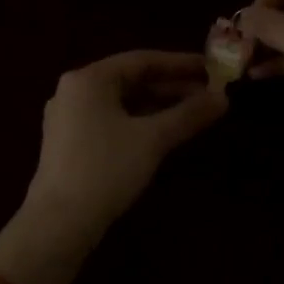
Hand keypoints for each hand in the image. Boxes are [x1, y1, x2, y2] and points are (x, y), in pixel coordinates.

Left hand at [23, 50, 227, 236]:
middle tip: (209, 94)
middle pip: (131, 80)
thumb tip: (224, 99)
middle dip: (171, 87)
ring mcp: (68, 118)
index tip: (211, 68)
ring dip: (157, 106)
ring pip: (122, 102)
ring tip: (193, 113)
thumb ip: (188, 115)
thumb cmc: (105, 169)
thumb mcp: (152, 139)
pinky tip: (163, 133)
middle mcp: (74, 90)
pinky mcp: (69, 143)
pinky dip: (139, 122)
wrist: (59, 223)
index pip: (142, 60)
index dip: (180, 64)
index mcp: (89, 79)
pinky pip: (111, 120)